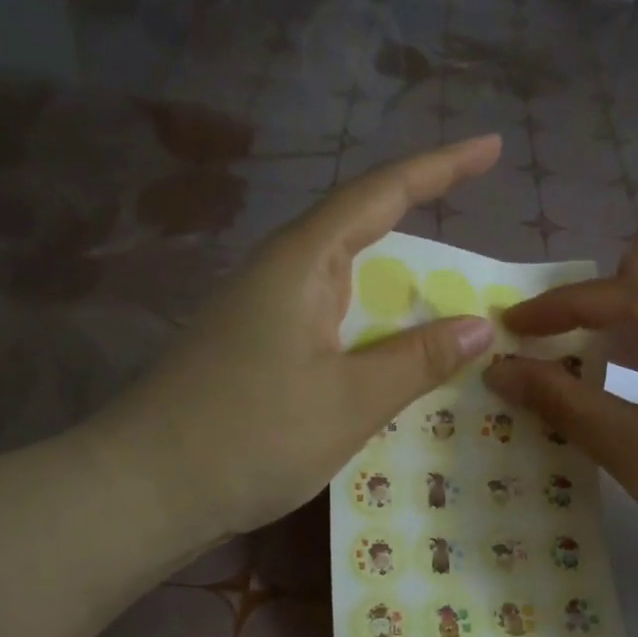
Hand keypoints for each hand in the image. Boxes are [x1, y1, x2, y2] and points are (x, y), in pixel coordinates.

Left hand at [83, 137, 500, 543]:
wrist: (145, 490)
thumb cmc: (250, 434)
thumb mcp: (351, 400)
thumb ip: (418, 359)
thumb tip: (478, 327)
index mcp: (303, 262)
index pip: (382, 194)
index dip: (441, 166)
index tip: (491, 146)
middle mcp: (283, 275)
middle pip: (364, 233)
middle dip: (424, 232)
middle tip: (480, 251)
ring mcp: (266, 314)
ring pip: (349, 286)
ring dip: (401, 294)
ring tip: (454, 308)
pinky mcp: (259, 352)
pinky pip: (333, 325)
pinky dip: (375, 333)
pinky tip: (396, 359)